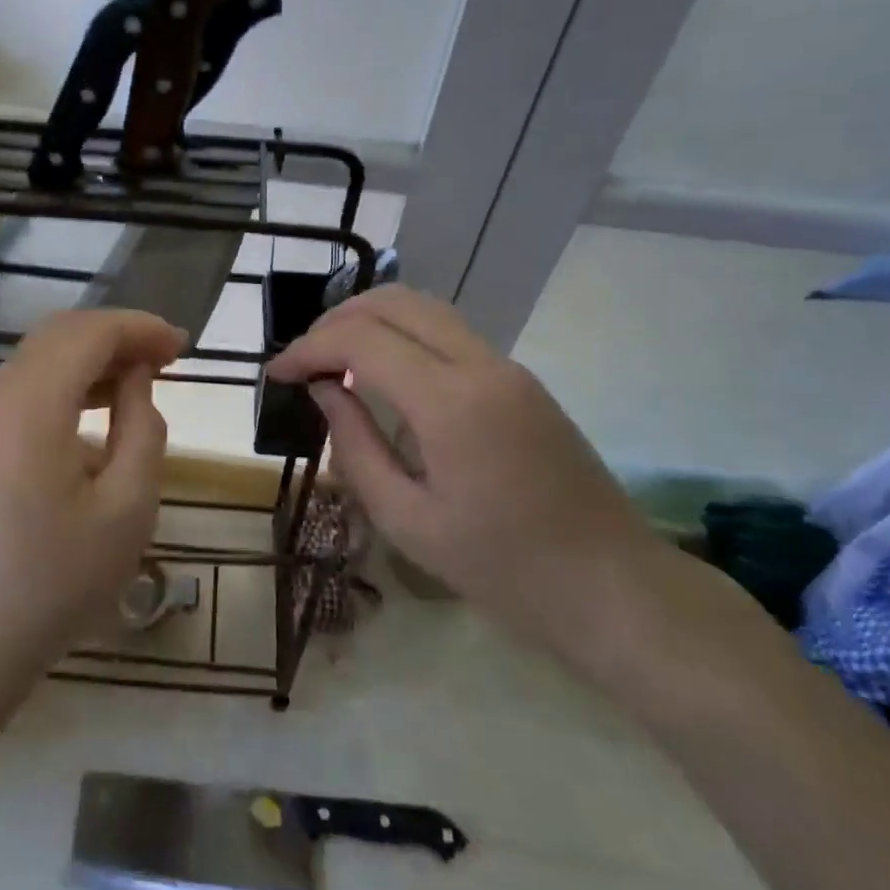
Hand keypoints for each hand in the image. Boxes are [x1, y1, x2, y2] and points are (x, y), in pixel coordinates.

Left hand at [0, 309, 185, 673]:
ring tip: (137, 383)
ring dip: (90, 360)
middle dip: (116, 337)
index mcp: (31, 402)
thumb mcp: (127, 508)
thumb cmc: (55, 580)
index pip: (91, 332)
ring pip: (39, 361)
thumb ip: (143, 429)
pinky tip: (92, 421)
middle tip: (166, 359)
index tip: (183, 346)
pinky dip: (63, 387)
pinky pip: (22, 391)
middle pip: (60, 336)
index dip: (140, 328)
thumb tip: (136, 382)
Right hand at [266, 286, 653, 648]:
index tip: (277, 375)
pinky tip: (380, 373)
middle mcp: (481, 365)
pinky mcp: (519, 379)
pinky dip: (401, 334)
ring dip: (369, 320)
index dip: (308, 348)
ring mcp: (507, 366)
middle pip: (394, 302)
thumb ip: (355, 445)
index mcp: (450, 403)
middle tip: (303, 362)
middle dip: (336, 321)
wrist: (612, 586)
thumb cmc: (501, 569)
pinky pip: (447, 332)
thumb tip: (324, 391)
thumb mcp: (406, 520)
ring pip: (423, 307)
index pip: (361, 340)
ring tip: (333, 361)